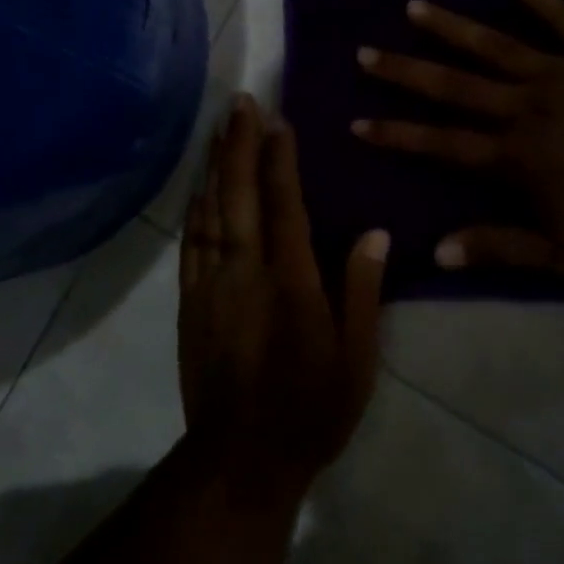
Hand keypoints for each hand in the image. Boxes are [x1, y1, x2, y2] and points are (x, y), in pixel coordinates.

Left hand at [178, 94, 390, 492]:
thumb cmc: (311, 410)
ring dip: (213, 166)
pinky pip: (190, 244)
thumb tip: (374, 233)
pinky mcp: (190, 304)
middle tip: (240, 103)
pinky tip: (198, 188)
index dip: (279, 159)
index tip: (278, 121)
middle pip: (237, 195)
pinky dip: (195, 208)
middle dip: (237, 145)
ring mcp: (210, 287)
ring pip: (208, 212)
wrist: (240, 460)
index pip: (284, 205)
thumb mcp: (356, 359)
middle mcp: (244, 273)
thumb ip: (362, 291)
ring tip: (218, 129)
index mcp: (291, 283)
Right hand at [351, 0, 563, 302]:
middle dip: (406, 71)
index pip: (442, 143)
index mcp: (516, 156)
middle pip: (455, 86)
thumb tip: (437, 251)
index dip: (397, 133)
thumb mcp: (562, 254)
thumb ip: (499, 247)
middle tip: (366, 52)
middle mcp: (527, 107)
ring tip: (415, 6)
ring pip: (496, 45)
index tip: (357, 121)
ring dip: (452, 27)